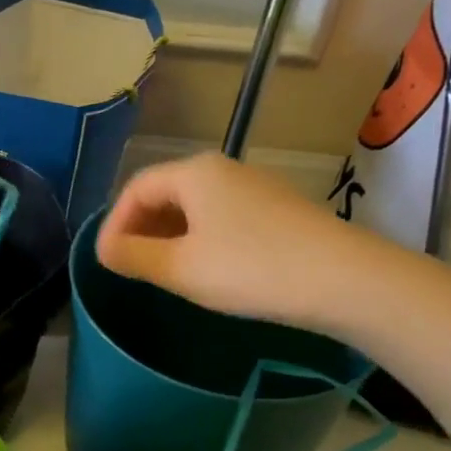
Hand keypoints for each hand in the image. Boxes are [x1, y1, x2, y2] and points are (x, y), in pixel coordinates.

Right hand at [97, 153, 404, 334]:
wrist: (346, 279)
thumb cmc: (251, 268)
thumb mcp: (181, 268)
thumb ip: (133, 257)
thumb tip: (104, 250)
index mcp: (194, 173)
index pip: (135, 189)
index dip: (113, 224)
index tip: (106, 261)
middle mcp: (223, 170)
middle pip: (165, 192)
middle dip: (140, 228)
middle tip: (130, 266)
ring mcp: (255, 188)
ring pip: (194, 206)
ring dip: (169, 235)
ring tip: (162, 270)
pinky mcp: (277, 210)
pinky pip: (221, 217)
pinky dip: (199, 238)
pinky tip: (206, 268)